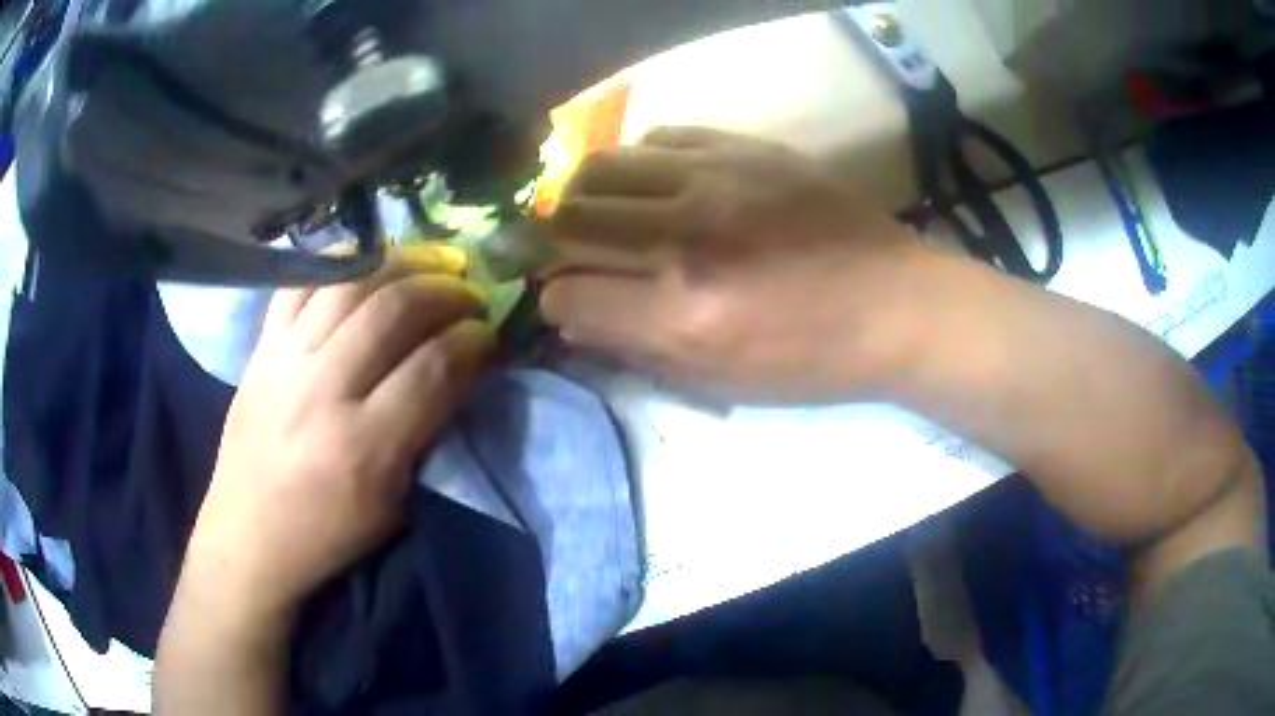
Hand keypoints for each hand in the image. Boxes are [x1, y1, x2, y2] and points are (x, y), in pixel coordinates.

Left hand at [179, 248, 494, 625]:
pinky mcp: (261, 347)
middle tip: (469, 295)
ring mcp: (285, 360)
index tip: (491, 335)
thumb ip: (427, 433)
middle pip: (395, 310)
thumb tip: (457, 370)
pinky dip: (339, 260)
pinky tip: (367, 259)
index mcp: (365, 447)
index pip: (435, 367)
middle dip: (446, 292)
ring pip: (351, 283)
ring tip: (428, 267)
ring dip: (402, 265)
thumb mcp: (394, 505)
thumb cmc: (327, 534)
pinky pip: (300, 281)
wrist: (249, 536)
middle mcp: (323, 390)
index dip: (475, 340)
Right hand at [540, 127, 933, 401]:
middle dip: (556, 243)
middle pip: (569, 220)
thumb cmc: (815, 361)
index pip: (566, 293)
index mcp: (682, 313)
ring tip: (602, 212)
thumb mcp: (723, 382)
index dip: (556, 301)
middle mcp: (685, 238)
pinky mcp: (745, 148)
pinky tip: (655, 184)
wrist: (897, 304)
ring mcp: (715, 180)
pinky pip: (658, 137)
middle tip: (573, 253)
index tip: (570, 302)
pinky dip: (639, 163)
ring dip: (585, 195)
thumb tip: (576, 318)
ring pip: (601, 167)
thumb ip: (638, 350)